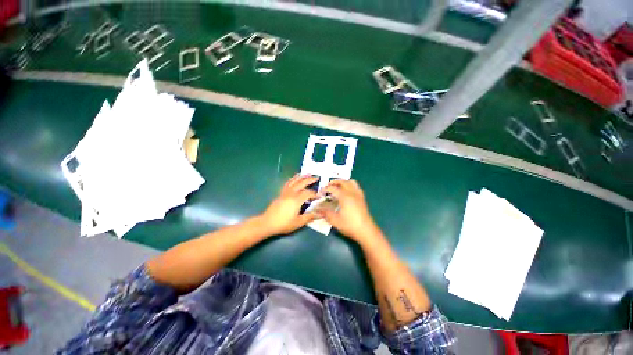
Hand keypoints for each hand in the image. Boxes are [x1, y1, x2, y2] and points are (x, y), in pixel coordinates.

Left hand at [259, 174, 318, 235]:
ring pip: (294, 181)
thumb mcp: (299, 222)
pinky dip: (293, 179)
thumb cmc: (284, 223)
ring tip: (307, 173)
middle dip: (310, 180)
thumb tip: (322, 214)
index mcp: (296, 200)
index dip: (315, 194)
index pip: (308, 193)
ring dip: (301, 176)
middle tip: (317, 177)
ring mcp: (285, 192)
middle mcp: (291, 193)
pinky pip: (288, 183)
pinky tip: (295, 178)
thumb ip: (310, 216)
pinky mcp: (281, 193)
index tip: (321, 196)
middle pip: (302, 183)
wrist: (267, 223)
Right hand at [321, 179, 382, 245]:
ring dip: (343, 182)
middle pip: (342, 181)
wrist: (366, 231)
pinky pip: (356, 186)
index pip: (333, 188)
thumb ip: (325, 213)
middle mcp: (352, 192)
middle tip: (327, 187)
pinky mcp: (362, 198)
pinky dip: (349, 185)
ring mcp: (358, 194)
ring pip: (351, 182)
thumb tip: (316, 209)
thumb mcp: (335, 220)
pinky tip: (346, 193)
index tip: (319, 194)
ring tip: (337, 187)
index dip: (325, 189)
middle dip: (333, 182)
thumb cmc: (350, 225)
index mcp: (344, 196)